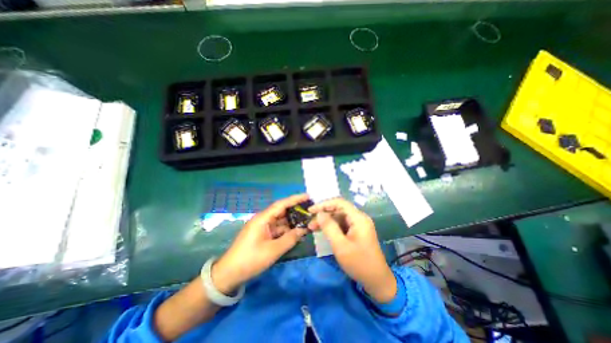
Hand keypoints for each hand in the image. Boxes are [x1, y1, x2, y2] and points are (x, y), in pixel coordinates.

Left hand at [213, 196, 310, 294]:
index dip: (295, 199)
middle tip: (311, 209)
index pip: (281, 204)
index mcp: (263, 218)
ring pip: (281, 221)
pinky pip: (278, 229)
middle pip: (282, 211)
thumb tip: (303, 230)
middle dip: (296, 210)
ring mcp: (263, 227)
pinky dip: (287, 230)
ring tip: (308, 220)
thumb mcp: (273, 250)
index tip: (308, 196)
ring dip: (293, 221)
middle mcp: (264, 219)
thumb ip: (290, 239)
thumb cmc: (250, 259)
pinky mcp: (264, 234)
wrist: (230, 273)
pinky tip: (297, 232)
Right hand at [311, 199, 396, 302]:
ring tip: (313, 228)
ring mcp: (359, 225)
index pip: (339, 203)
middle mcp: (359, 218)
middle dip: (324, 214)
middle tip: (310, 224)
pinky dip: (332, 227)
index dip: (324, 204)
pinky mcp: (357, 232)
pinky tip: (324, 232)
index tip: (311, 210)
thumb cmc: (358, 263)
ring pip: (339, 217)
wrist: (377, 281)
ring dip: (326, 221)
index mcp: (358, 218)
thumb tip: (319, 213)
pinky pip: (342, 225)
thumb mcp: (340, 245)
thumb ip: (329, 227)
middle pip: (339, 210)